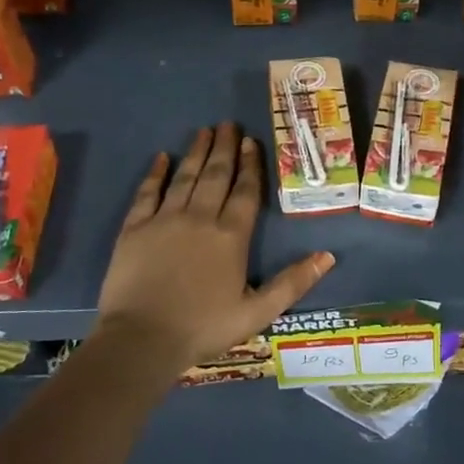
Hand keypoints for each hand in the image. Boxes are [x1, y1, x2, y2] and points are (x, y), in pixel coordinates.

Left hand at [93, 122, 334, 378]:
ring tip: (204, 130)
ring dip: (197, 152)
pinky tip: (162, 157)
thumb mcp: (257, 313)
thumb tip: (328, 256)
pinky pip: (147, 192)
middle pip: (216, 175)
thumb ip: (292, 283)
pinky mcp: (134, 228)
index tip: (251, 141)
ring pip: (185, 177)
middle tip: (228, 124)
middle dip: (224, 148)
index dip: (250, 165)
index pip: (245, 192)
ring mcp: (165, 219)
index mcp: (231, 236)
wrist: (141, 339)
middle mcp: (200, 218)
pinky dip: (156, 173)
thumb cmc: (203, 327)